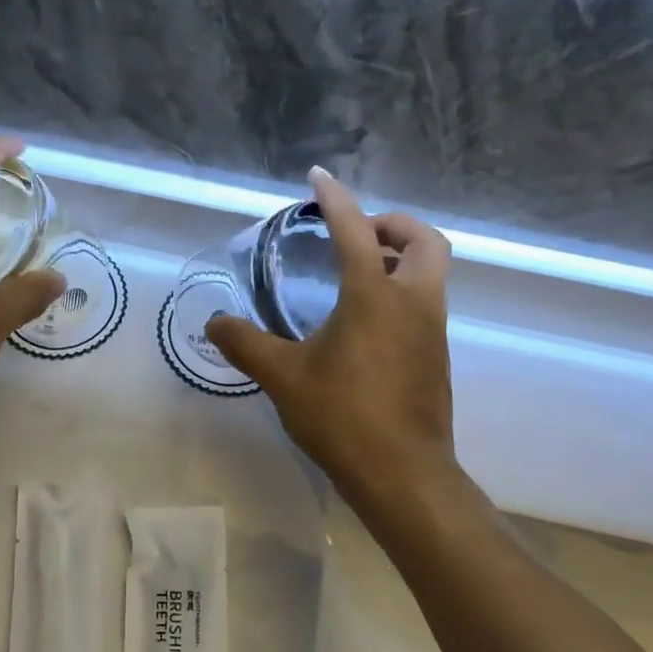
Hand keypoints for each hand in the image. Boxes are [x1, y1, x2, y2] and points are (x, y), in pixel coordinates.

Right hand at [207, 169, 458, 516]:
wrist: (402, 473)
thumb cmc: (342, 416)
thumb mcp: (282, 377)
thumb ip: (245, 344)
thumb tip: (215, 324)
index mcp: (375, 295)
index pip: (355, 230)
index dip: (336, 198)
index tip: (318, 178)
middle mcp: (413, 302)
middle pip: (425, 240)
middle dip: (394, 224)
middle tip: (358, 235)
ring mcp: (432, 330)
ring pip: (432, 272)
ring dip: (401, 257)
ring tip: (357, 272)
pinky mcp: (437, 356)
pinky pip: (426, 303)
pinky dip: (403, 290)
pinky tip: (365, 321)